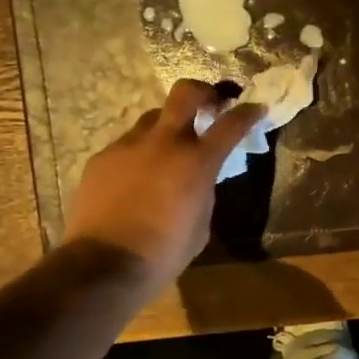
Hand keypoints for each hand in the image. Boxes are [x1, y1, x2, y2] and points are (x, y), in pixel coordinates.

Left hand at [62, 81, 264, 300]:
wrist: (104, 266)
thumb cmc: (164, 253)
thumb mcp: (201, 223)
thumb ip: (204, 191)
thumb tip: (199, 179)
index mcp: (197, 162)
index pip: (231, 124)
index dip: (248, 112)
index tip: (256, 107)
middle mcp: (163, 143)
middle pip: (185, 93)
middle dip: (204, 92)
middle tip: (211, 102)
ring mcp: (128, 146)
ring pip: (153, 119)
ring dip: (167, 127)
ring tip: (168, 151)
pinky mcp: (101, 158)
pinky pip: (127, 145)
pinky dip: (140, 154)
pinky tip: (137, 179)